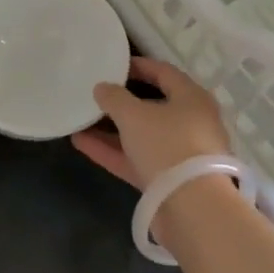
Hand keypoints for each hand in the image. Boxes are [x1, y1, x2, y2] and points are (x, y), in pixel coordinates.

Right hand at [70, 57, 230, 189]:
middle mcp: (191, 122)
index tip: (113, 64)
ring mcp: (180, 153)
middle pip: (153, 105)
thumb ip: (114, 98)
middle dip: (122, 100)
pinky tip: (81, 143)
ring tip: (81, 119)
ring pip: (142, 134)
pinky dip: (112, 150)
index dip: (138, 65)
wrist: (192, 207)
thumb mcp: (134, 115)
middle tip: (96, 93)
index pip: (164, 72)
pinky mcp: (167, 180)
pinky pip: (136, 158)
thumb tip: (102, 87)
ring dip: (112, 128)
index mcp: (192, 98)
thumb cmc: (167, 145)